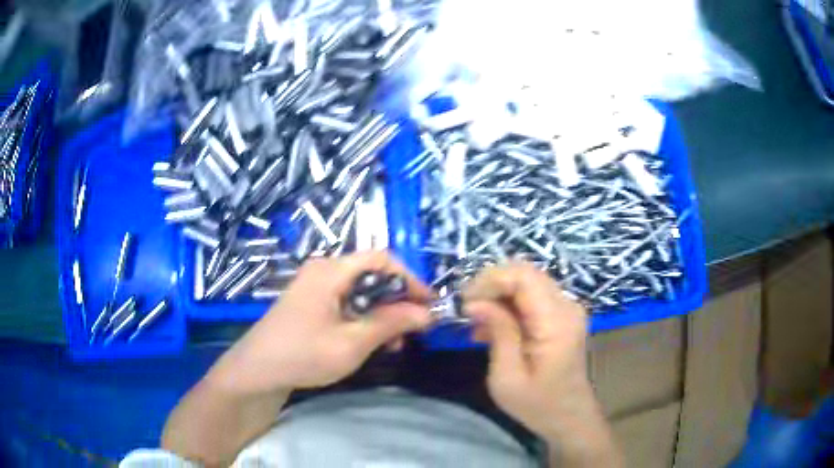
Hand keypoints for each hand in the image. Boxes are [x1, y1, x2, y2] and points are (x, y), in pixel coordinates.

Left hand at [206, 251, 432, 394]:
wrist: (256, 371)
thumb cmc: (303, 355)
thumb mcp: (352, 343)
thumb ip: (390, 324)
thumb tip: (426, 313)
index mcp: (331, 271)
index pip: (381, 260)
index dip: (409, 279)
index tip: (428, 305)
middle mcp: (323, 271)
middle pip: (371, 275)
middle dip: (397, 300)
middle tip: (414, 329)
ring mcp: (315, 286)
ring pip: (361, 291)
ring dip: (382, 312)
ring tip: (395, 342)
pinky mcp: (311, 302)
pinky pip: (346, 301)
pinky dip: (364, 317)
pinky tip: (372, 341)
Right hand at [462, 262, 592, 437]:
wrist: (569, 416)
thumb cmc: (537, 404)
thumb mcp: (507, 377)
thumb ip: (498, 333)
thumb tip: (476, 302)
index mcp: (556, 321)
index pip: (523, 276)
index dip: (490, 280)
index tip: (466, 302)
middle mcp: (567, 306)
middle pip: (526, 273)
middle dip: (491, 286)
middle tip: (468, 311)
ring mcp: (567, 309)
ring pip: (527, 282)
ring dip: (498, 296)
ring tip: (477, 324)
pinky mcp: (563, 315)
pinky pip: (533, 297)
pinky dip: (509, 306)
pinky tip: (492, 329)